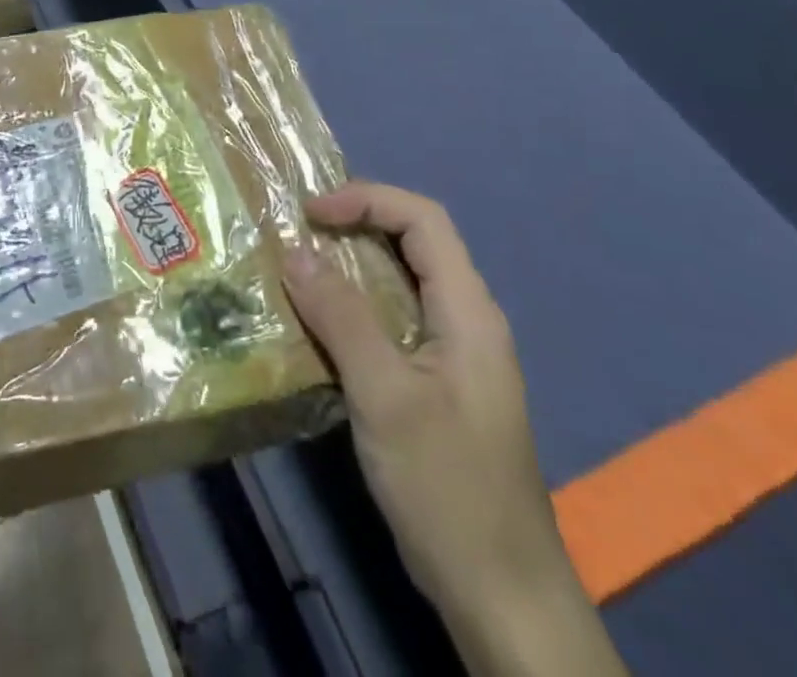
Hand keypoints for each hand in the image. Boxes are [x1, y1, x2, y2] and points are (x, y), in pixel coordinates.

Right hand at [284, 182, 626, 676]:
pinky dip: (351, 309)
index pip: (423, 220)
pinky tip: (315, 325)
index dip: (366, 199)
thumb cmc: (448, 487)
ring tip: (295, 269)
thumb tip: (294, 251)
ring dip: (347, 268)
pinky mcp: (435, 386)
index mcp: (469, 311)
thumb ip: (341, 317)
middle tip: (295, 233)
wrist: (502, 598)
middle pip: (411, 244)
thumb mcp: (386, 395)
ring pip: (398, 284)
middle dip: (353, 225)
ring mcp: (452, 356)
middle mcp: (465, 321)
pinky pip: (390, 323)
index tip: (310, 213)